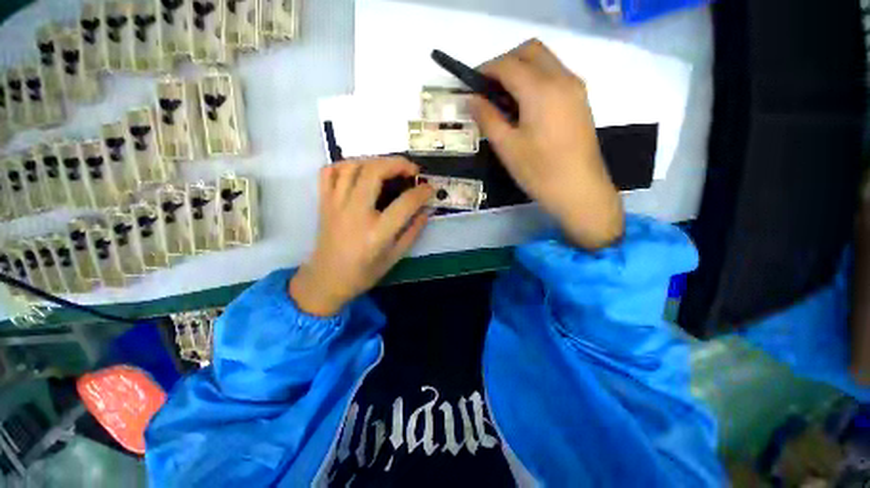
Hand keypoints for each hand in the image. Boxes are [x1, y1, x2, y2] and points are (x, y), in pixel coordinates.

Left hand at [289, 158, 432, 315]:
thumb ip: (412, 232)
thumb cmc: (363, 273)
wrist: (326, 280)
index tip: (430, 188)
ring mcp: (335, 205)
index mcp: (376, 233)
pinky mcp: (323, 202)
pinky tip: (359, 172)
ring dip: (374, 161)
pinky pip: (329, 172)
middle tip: (411, 169)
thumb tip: (425, 210)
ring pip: (352, 166)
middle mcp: (354, 213)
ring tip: (388, 168)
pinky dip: (345, 165)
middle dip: (398, 164)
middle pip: (374, 172)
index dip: (422, 192)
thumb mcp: (395, 257)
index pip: (404, 203)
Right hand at [471, 39, 624, 249]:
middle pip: (530, 51)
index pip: (508, 64)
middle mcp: (562, 78)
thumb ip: (487, 118)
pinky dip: (536, 79)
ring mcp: (575, 87)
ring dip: (521, 69)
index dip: (485, 70)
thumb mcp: (507, 147)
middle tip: (488, 90)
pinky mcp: (580, 99)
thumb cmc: (539, 171)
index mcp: (541, 90)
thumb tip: (471, 99)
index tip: (471, 85)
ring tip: (504, 99)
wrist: (579, 190)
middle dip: (505, 62)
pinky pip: (555, 74)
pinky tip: (525, 106)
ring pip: (545, 60)